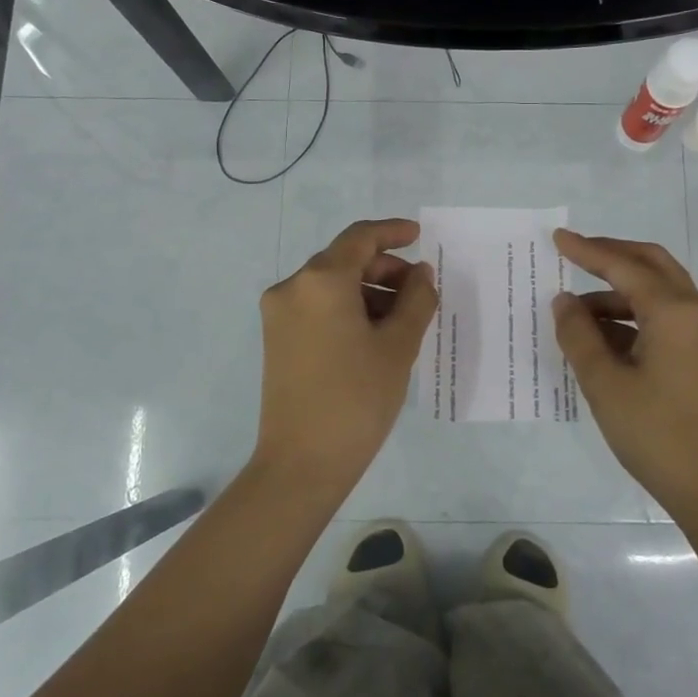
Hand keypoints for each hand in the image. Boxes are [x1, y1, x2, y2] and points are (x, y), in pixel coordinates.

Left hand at [254, 218, 437, 497]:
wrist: (302, 463)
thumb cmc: (357, 399)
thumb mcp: (398, 346)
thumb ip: (416, 299)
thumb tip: (421, 273)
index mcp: (321, 281)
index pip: (360, 238)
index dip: (392, 232)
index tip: (419, 236)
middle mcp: (293, 287)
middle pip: (344, 259)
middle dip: (385, 268)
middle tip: (420, 291)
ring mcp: (279, 314)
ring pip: (331, 284)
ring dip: (368, 290)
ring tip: (402, 319)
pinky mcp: (276, 338)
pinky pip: (317, 306)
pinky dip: (347, 307)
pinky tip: (374, 334)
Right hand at [551, 229, 697, 523]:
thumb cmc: (656, 434)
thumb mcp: (605, 384)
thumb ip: (579, 335)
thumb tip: (564, 301)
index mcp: (674, 312)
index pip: (624, 267)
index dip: (588, 251)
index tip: (557, 238)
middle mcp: (695, 312)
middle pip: (651, 264)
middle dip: (611, 255)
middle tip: (573, 254)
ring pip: (658, 291)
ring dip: (618, 291)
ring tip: (576, 312)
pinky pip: (665, 316)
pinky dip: (633, 314)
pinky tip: (603, 335)